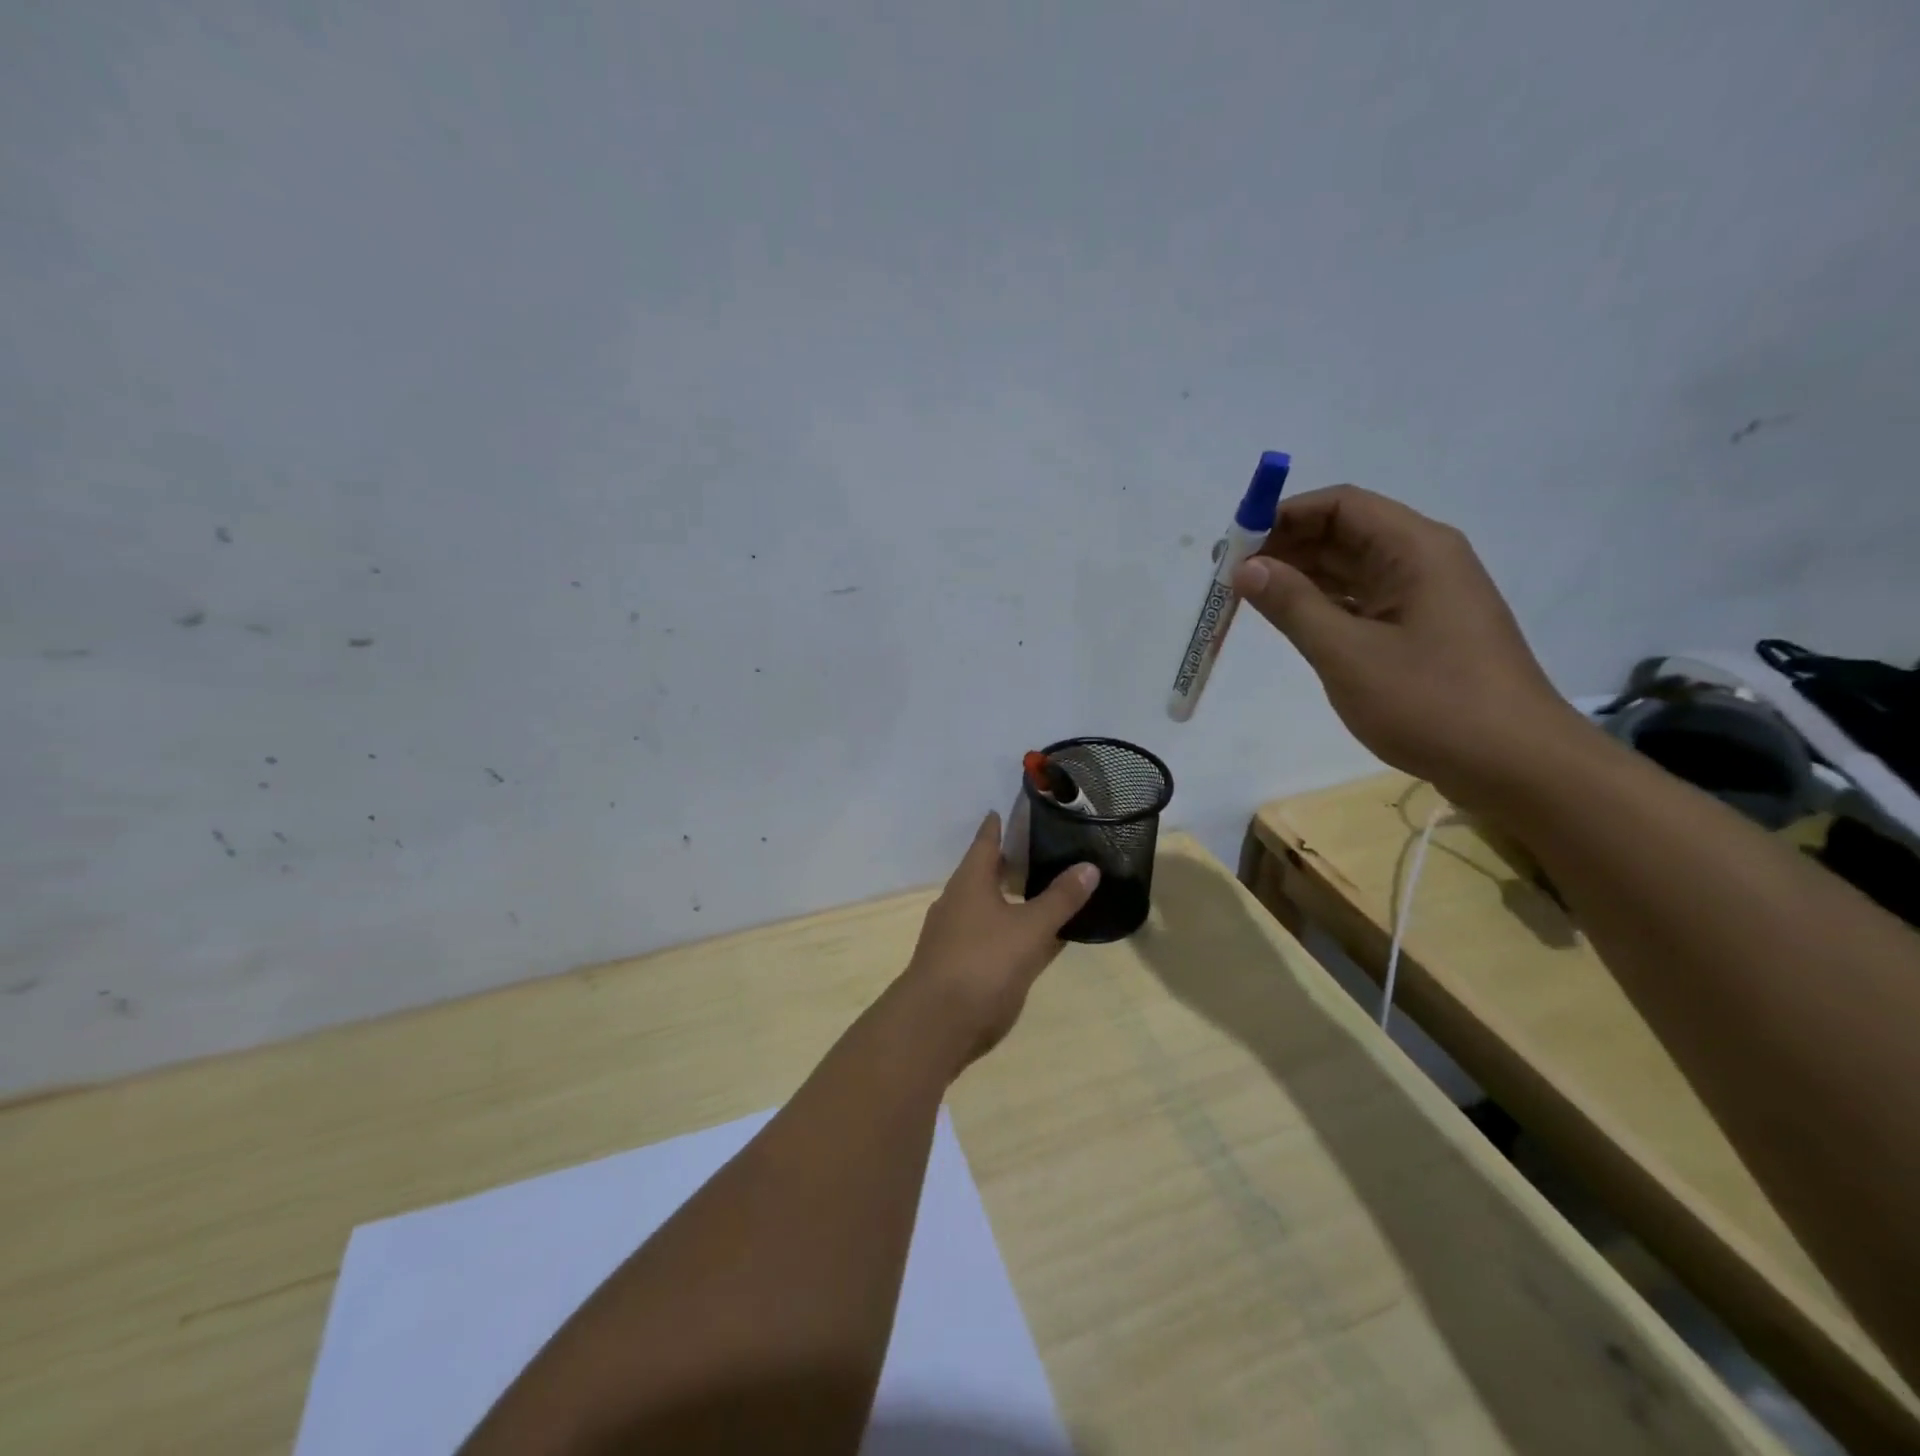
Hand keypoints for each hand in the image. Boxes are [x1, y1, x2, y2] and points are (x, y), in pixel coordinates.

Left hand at [897, 812, 1098, 1072]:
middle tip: (1036, 850)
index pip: (984, 843)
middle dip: (1005, 863)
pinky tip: (1028, 939)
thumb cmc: (982, 962)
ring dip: (1007, 898)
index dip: (995, 826)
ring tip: (1037, 892)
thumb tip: (1089, 866)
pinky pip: (987, 936)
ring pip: (985, 907)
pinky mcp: (957, 965)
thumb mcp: (1030, 929)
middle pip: (983, 874)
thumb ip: (1060, 899)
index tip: (1002, 810)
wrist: (936, 1023)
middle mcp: (957, 902)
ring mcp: (953, 936)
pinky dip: (1007, 930)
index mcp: (969, 883)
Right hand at [1232, 485, 1581, 803]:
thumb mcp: (1347, 654)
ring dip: (1300, 577)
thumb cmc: (1430, 702)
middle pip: (1345, 532)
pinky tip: (1289, 619)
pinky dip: (1323, 603)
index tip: (1235, 543)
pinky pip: (1362, 600)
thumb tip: (1246, 567)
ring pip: (1351, 568)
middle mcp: (1423, 560)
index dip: (1283, 515)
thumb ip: (1293, 605)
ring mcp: (1424, 597)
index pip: (1341, 505)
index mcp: (1415, 549)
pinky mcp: (1421, 630)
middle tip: (1230, 575)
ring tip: (1248, 596)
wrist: (1515, 765)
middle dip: (1285, 546)